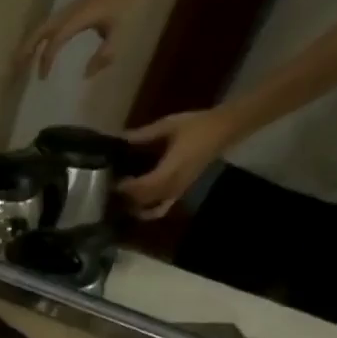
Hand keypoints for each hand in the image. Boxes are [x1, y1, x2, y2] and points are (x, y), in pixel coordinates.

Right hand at [14, 0, 147, 79]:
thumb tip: (86, 75)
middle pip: (40, 30)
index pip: (54, 42)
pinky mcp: (74, 7)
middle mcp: (69, 12)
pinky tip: (40, 46)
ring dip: (30, 42)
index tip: (42, 78)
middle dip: (26, 49)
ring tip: (21, 60)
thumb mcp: (120, 30)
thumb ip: (104, 54)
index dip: (46, 60)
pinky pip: (51, 23)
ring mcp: (70, 8)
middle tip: (15, 68)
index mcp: (77, 19)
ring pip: (43, 26)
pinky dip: (40, 36)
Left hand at [117, 108, 239, 218]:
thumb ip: (144, 134)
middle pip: (145, 199)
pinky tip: (137, 208)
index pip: (144, 186)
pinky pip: (162, 208)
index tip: (112, 181)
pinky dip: (149, 212)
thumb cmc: (198, 125)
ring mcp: (178, 190)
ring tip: (121, 197)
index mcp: (171, 168)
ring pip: (151, 207)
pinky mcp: (181, 191)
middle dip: (126, 196)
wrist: (225, 128)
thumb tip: (120, 138)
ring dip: (134, 205)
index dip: (127, 187)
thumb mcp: (169, 125)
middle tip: (111, 187)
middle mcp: (174, 184)